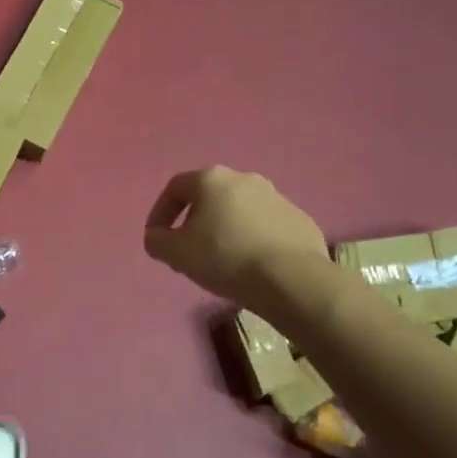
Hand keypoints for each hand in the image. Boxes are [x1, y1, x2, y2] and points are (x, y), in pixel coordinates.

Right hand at [143, 166, 327, 302]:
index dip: (160, 212)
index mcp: (211, 179)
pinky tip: (251, 264)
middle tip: (187, 250)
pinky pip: (266, 227)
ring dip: (225, 229)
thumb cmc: (225, 257)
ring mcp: (276, 197)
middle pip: (209, 197)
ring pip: (239, 211)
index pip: (174, 188)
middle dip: (194, 221)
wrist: (291, 279)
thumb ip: (157, 240)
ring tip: (221, 260)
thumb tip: (158, 237)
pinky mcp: (300, 220)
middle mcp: (244, 179)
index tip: (157, 238)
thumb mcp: (175, 253)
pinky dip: (253, 240)